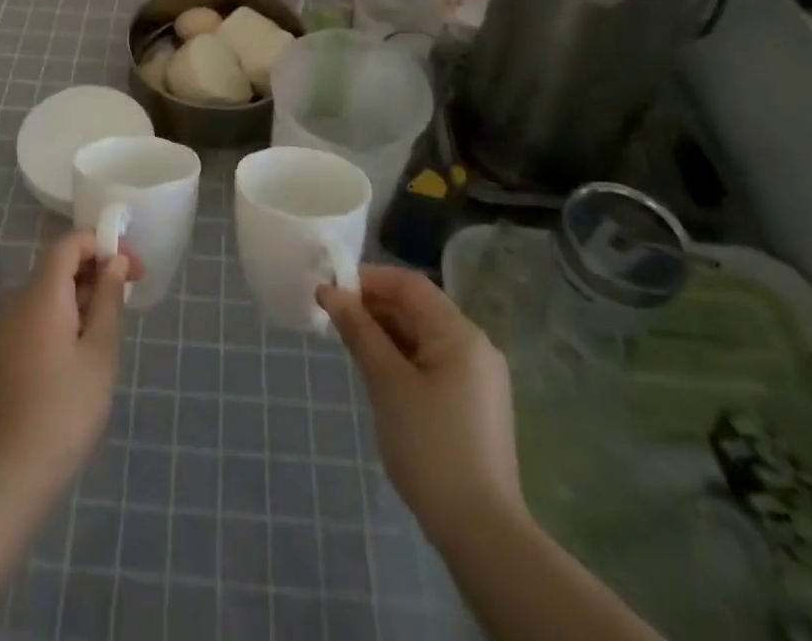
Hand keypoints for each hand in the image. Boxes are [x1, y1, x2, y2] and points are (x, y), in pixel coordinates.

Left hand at [0, 231, 144, 481]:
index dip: (103, 244)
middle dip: (95, 269)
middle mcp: (17, 298)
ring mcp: (5, 324)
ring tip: (109, 323)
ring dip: (80, 293)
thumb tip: (114, 261)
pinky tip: (82, 344)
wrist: (15, 469)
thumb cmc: (68, 406)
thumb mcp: (101, 349)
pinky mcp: (2, 348)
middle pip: (58, 264)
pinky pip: (36, 312)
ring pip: (47, 289)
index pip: (70, 243)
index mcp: (41, 292)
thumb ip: (108, 297)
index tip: (132, 267)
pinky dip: (62, 312)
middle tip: (128, 294)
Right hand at [318, 264, 521, 537]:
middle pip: (419, 307)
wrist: (482, 533)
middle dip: (375, 307)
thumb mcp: (387, 383)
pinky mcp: (475, 403)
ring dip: (387, 333)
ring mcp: (479, 376)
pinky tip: (379, 373)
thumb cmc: (430, 447)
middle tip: (334, 318)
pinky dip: (404, 357)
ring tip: (350, 344)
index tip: (332, 289)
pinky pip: (434, 361)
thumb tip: (329, 291)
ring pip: (424, 335)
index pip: (409, 284)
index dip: (368, 279)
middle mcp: (475, 345)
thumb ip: (359, 331)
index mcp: (460, 333)